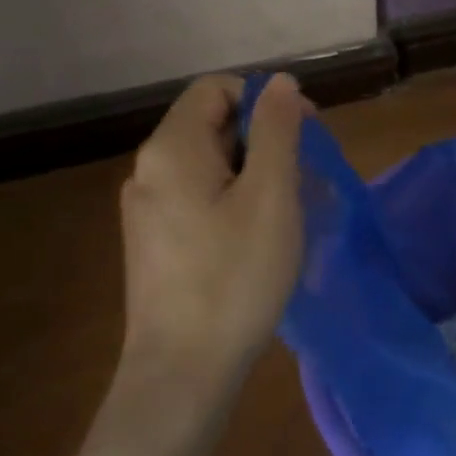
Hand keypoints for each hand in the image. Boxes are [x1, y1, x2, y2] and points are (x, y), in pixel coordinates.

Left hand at [118, 73, 306, 389]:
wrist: (183, 372)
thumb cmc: (235, 276)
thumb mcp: (271, 196)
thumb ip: (277, 130)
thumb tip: (281, 82)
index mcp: (171, 149)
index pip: (217, 89)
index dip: (265, 99)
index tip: (306, 133)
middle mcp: (149, 170)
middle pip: (213, 125)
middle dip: (266, 140)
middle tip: (307, 179)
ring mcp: (148, 209)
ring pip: (211, 165)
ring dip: (257, 173)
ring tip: (293, 211)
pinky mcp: (156, 242)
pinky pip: (200, 198)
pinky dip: (236, 201)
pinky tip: (263, 237)